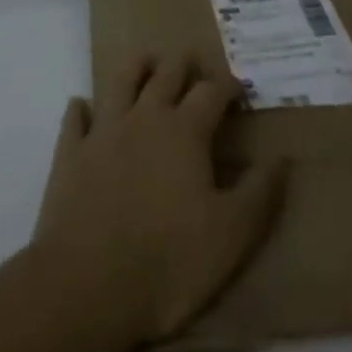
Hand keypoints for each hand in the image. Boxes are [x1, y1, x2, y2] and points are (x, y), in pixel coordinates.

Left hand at [30, 56, 286, 348]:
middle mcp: (145, 117)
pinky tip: (85, 108)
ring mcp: (104, 131)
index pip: (212, 91)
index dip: (228, 84)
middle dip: (185, 64)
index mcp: (185, 131)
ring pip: (122, 79)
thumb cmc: (167, 262)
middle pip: (167, 72)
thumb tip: (281, 159)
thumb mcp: (231, 236)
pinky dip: (83, 108)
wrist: (85, 287)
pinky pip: (75, 117)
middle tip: (195, 67)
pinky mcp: (70, 153)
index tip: (239, 87)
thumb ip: (260, 194)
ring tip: (148, 65)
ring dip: (138, 66)